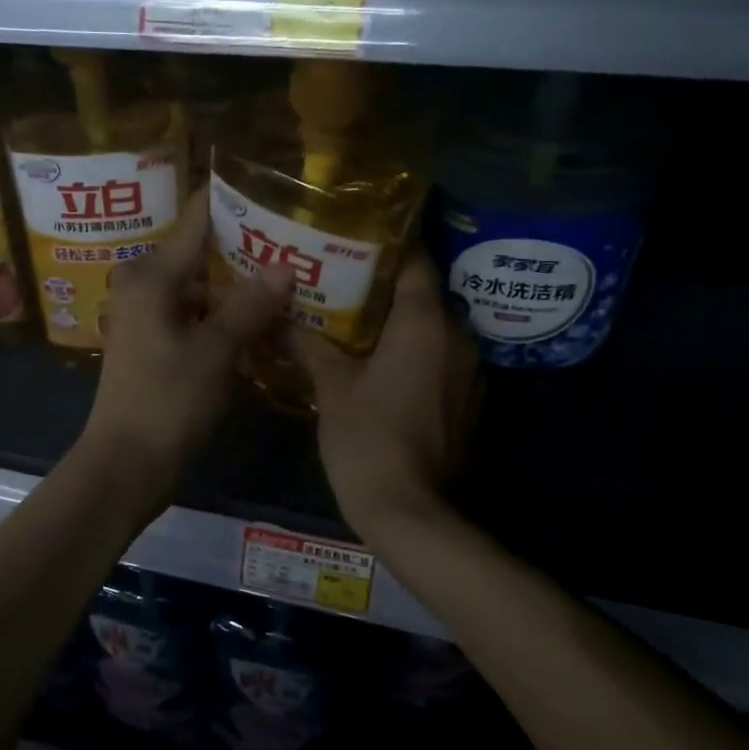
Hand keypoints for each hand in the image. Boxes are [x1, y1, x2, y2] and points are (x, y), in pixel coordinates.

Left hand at [76, 190, 292, 506]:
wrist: (126, 464)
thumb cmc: (166, 401)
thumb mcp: (214, 351)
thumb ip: (249, 305)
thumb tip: (285, 265)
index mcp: (152, 274)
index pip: (198, 218)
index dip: (235, 200)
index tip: (277, 189)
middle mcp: (146, 285)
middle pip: (204, 252)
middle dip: (249, 246)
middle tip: (301, 237)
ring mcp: (152, 316)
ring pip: (204, 287)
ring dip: (242, 285)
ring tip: (296, 272)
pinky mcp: (160, 344)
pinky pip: (200, 316)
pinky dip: (229, 315)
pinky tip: (269, 317)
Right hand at [294, 252, 477, 540]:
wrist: (410, 511)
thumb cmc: (368, 438)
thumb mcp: (331, 387)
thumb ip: (309, 343)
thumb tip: (279, 315)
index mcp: (427, 323)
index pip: (415, 261)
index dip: (386, 245)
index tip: (353, 239)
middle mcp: (458, 338)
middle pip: (424, 295)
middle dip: (384, 287)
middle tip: (340, 281)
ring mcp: (469, 373)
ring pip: (432, 330)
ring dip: (399, 324)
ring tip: (354, 320)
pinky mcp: (467, 402)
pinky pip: (439, 360)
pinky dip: (413, 354)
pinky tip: (379, 364)